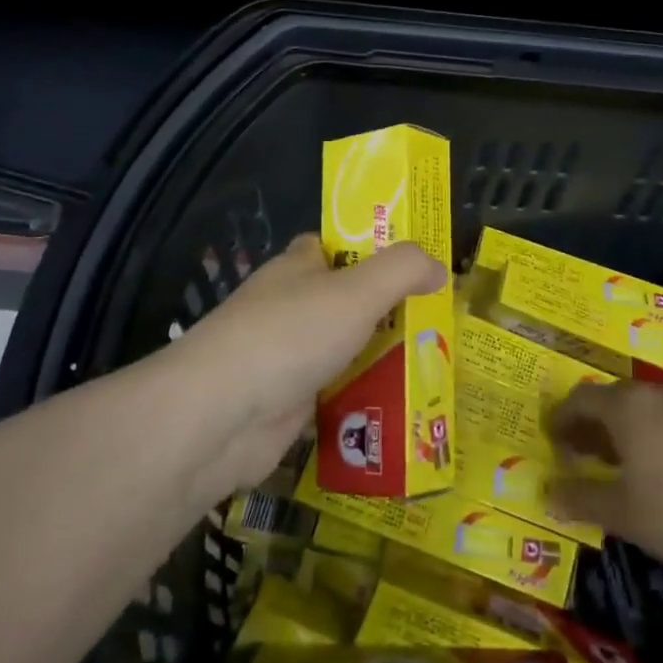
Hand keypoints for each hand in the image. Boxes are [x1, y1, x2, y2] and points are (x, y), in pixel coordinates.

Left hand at [157, 233, 446, 496]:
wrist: (222, 416)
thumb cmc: (291, 335)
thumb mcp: (358, 290)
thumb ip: (403, 270)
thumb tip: (440, 267)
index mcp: (296, 269)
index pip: (333, 246)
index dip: (370, 249)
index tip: (413, 264)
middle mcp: (288, 307)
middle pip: (345, 302)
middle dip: (387, 311)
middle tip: (438, 322)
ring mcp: (285, 357)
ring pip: (343, 350)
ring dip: (379, 359)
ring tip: (434, 366)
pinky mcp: (287, 404)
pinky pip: (336, 394)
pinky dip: (362, 400)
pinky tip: (400, 408)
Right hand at [546, 381, 662, 576]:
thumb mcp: (621, 512)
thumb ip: (579, 498)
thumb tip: (546, 492)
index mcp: (627, 406)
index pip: (580, 399)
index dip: (560, 419)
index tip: (550, 440)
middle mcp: (656, 395)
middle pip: (612, 399)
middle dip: (590, 424)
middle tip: (578, 453)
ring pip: (644, 409)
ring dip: (622, 430)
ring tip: (616, 463)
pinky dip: (653, 437)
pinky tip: (660, 471)